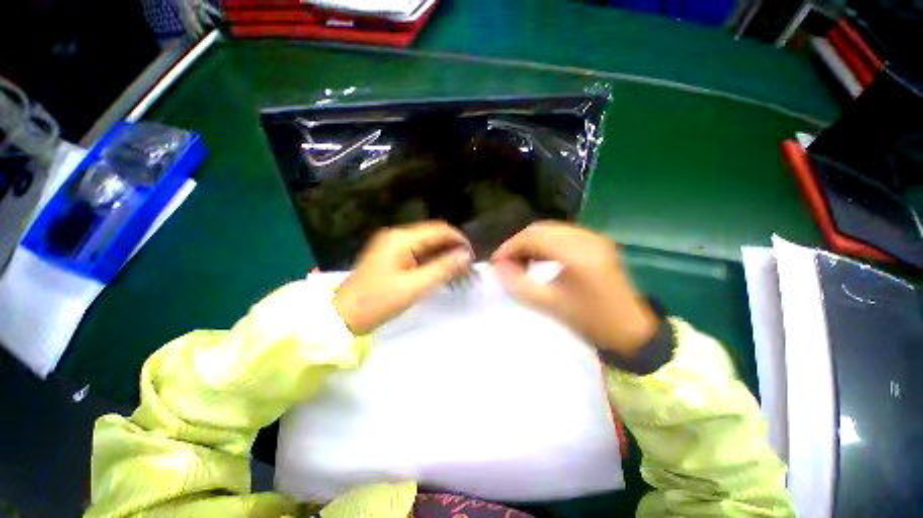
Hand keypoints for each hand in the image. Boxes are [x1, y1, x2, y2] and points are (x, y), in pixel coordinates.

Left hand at [334, 221, 472, 334]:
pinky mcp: (391, 256)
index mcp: (401, 239)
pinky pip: (418, 252)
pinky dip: (432, 260)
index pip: (439, 230)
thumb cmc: (378, 301)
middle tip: (467, 267)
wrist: (343, 316)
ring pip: (427, 244)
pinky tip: (441, 272)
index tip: (472, 256)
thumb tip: (466, 256)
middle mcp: (397, 236)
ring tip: (457, 271)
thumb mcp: (414, 287)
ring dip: (443, 255)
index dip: (459, 240)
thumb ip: (443, 269)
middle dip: (452, 248)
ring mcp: (392, 245)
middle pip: (433, 235)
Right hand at [491, 221, 658, 356]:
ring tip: (519, 262)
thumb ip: (518, 284)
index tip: (495, 262)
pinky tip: (537, 259)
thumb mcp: (549, 305)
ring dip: (530, 243)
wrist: (630, 330)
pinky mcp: (596, 242)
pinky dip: (544, 244)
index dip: (510, 247)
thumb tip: (497, 267)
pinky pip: (561, 235)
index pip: (533, 237)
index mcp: (577, 253)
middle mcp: (586, 237)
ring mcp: (593, 237)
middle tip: (505, 263)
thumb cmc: (590, 321)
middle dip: (518, 244)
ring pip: (550, 230)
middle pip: (540, 229)